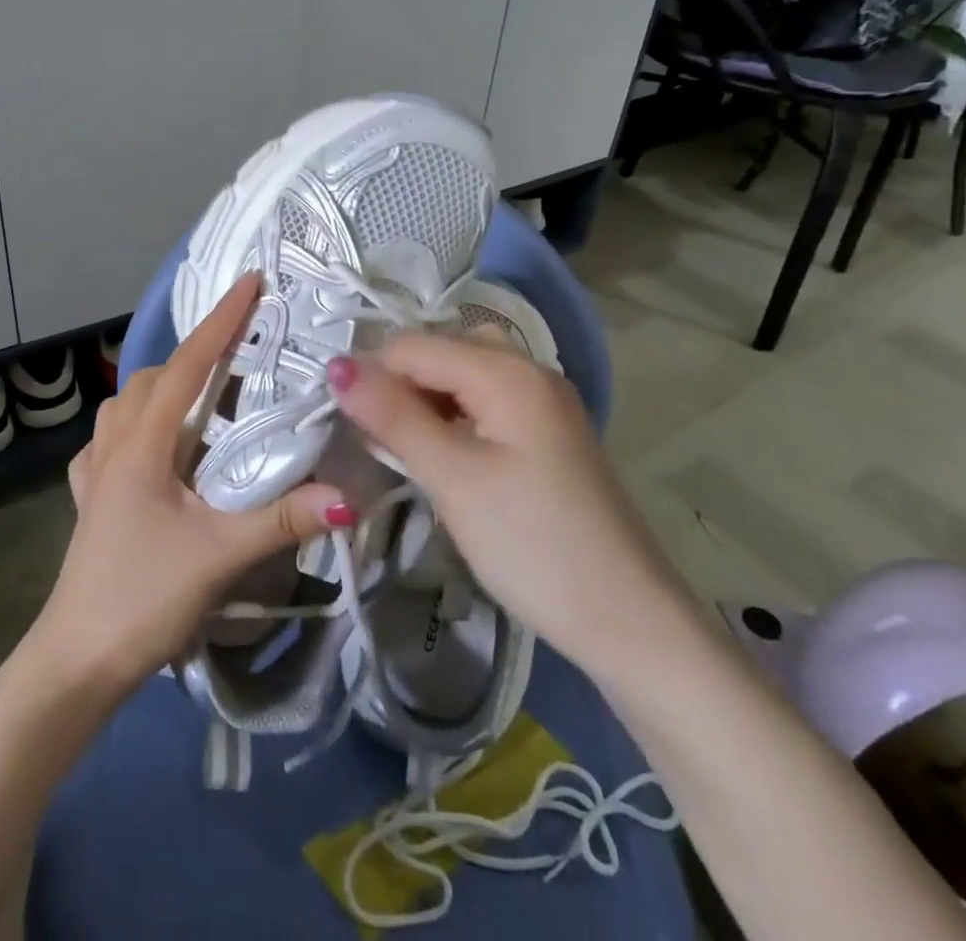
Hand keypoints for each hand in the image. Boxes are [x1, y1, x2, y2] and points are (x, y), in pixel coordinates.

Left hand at [32, 273, 349, 692]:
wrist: (76, 662)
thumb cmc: (143, 598)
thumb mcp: (220, 556)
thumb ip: (284, 520)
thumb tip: (348, 496)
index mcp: (142, 445)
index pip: (188, 365)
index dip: (221, 320)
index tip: (251, 282)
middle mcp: (114, 446)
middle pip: (155, 378)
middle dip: (198, 354)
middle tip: (243, 357)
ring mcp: (94, 473)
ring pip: (126, 404)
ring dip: (163, 388)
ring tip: (202, 399)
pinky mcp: (89, 501)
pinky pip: (108, 441)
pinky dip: (134, 426)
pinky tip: (150, 448)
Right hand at [326, 332, 690, 668]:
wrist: (627, 620)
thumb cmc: (532, 544)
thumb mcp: (453, 478)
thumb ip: (394, 416)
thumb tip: (337, 366)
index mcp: (507, 370)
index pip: (413, 345)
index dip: (372, 376)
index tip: (344, 424)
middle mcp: (529, 369)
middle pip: (441, 352)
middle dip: (399, 386)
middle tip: (376, 440)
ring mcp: (543, 401)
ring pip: (462, 376)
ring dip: (424, 402)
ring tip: (402, 450)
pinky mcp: (547, 433)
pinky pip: (485, 402)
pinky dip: (453, 418)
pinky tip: (441, 456)